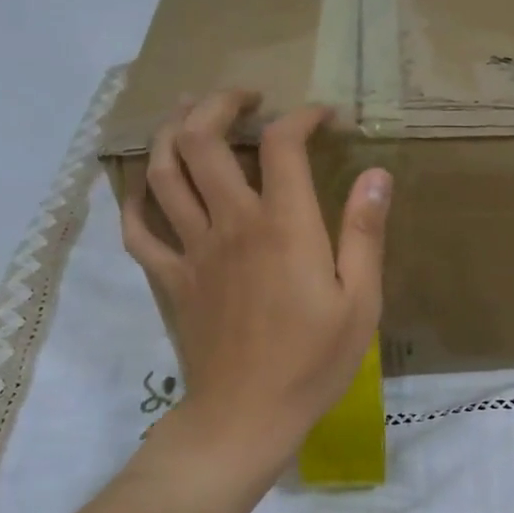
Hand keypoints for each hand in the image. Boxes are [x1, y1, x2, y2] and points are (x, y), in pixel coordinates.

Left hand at [121, 89, 389, 469]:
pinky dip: (137, 200)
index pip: (282, 144)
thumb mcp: (361, 302)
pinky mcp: (171, 279)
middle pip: (203, 140)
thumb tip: (376, 174)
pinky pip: (138, 230)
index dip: (301, 117)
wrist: (247, 415)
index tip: (322, 117)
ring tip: (189, 114)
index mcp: (283, 227)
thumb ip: (365, 233)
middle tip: (242, 97)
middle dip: (219, 103)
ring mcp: (192, 250)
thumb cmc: (313, 363)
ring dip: (172, 131)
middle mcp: (230, 224)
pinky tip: (147, 188)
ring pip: (163, 172)